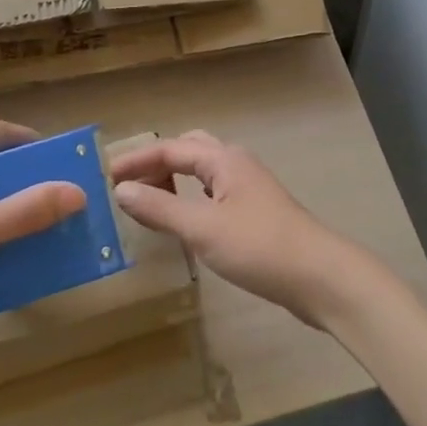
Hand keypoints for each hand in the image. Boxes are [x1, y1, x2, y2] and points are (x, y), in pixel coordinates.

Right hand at [109, 130, 374, 328]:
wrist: (321, 276)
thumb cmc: (259, 247)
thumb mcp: (203, 229)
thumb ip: (160, 209)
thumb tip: (122, 190)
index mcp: (223, 159)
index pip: (170, 148)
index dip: (136, 160)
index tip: (105, 174)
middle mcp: (236, 164)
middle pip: (189, 149)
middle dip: (157, 162)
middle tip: (130, 185)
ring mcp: (250, 187)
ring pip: (204, 171)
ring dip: (175, 179)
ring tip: (152, 201)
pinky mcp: (257, 211)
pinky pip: (214, 192)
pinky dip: (192, 198)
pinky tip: (188, 221)